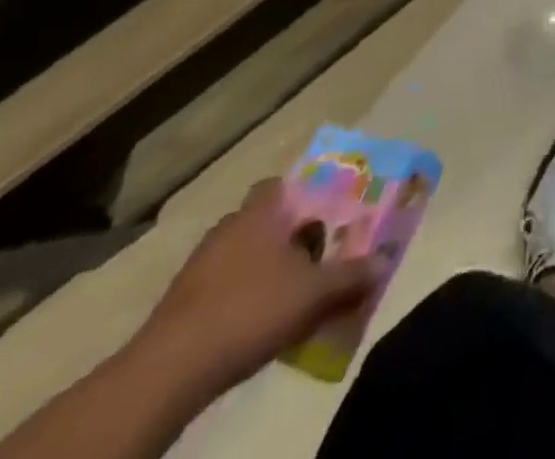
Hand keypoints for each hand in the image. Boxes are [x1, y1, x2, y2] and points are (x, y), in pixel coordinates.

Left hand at [131, 179, 385, 398]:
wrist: (170, 370)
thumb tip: (384, 261)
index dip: (300, 194)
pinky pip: (220, 286)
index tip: (321, 213)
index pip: (278, 184)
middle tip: (313, 255)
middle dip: (286, 235)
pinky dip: (238, 296)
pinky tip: (254, 321)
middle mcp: (228, 227)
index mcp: (259, 213)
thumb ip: (352, 274)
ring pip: (240, 254)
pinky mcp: (179, 302)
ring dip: (261, 268)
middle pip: (262, 220)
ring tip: (287, 293)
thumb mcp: (315, 292)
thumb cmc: (251, 309)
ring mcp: (198, 265)